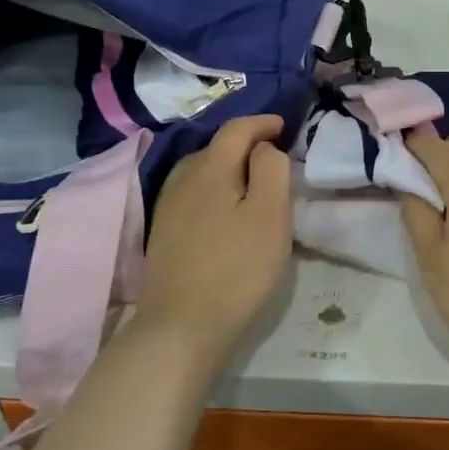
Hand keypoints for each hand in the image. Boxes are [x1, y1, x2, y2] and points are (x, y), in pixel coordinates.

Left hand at [131, 114, 291, 360]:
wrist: (182, 326)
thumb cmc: (237, 268)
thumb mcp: (271, 215)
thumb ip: (272, 170)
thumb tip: (264, 148)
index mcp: (210, 168)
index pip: (236, 129)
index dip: (262, 123)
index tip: (284, 126)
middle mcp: (182, 179)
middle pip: (216, 147)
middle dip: (245, 144)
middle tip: (274, 156)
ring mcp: (168, 207)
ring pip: (201, 171)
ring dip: (228, 167)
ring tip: (251, 181)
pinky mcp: (164, 233)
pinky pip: (192, 193)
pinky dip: (214, 188)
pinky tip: (224, 209)